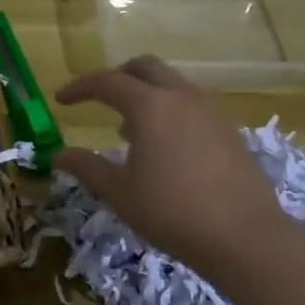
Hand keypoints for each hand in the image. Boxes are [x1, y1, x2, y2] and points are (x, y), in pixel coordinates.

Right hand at [53, 55, 287, 269]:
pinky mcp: (229, 130)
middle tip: (99, 98)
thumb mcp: (119, 192)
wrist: (246, 237)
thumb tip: (58, 155)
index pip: (106, 82)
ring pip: (172, 83)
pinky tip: (164, 146)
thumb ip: (86, 167)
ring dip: (146, 93)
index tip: (61, 99)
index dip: (80, 87)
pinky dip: (169, 110)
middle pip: (144, 67)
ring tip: (129, 128)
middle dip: (117, 76)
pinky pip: (191, 104)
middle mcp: (181, 97)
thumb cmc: (172, 212)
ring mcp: (211, 111)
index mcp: (150, 106)